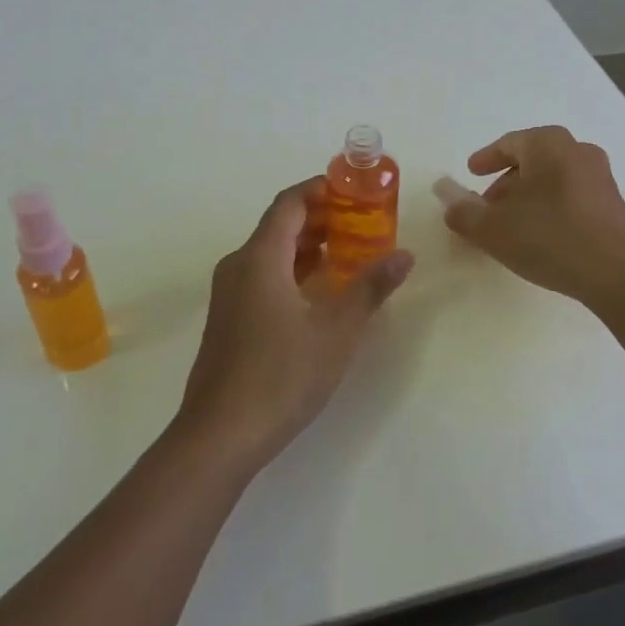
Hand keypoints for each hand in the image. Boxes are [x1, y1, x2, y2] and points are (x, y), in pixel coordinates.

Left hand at [177, 178, 414, 468]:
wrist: (220, 435)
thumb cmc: (280, 375)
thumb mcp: (336, 331)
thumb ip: (370, 287)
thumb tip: (405, 255)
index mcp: (260, 258)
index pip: (289, 203)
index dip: (320, 190)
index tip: (353, 190)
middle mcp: (238, 266)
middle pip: (279, 226)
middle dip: (320, 219)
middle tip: (362, 222)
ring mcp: (229, 294)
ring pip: (270, 253)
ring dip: (307, 247)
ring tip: (348, 253)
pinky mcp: (228, 319)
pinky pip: (262, 276)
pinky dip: (292, 270)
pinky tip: (319, 292)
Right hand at [442, 126, 624, 305]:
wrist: (620, 275)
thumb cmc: (550, 238)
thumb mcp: (493, 228)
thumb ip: (462, 210)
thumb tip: (443, 191)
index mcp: (548, 144)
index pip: (509, 143)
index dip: (486, 159)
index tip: (471, 173)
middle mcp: (577, 151)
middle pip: (532, 160)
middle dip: (506, 181)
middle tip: (487, 206)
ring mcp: (600, 178)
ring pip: (553, 179)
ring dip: (528, 197)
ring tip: (511, 225)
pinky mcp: (614, 206)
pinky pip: (571, 197)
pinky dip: (550, 208)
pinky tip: (541, 237)